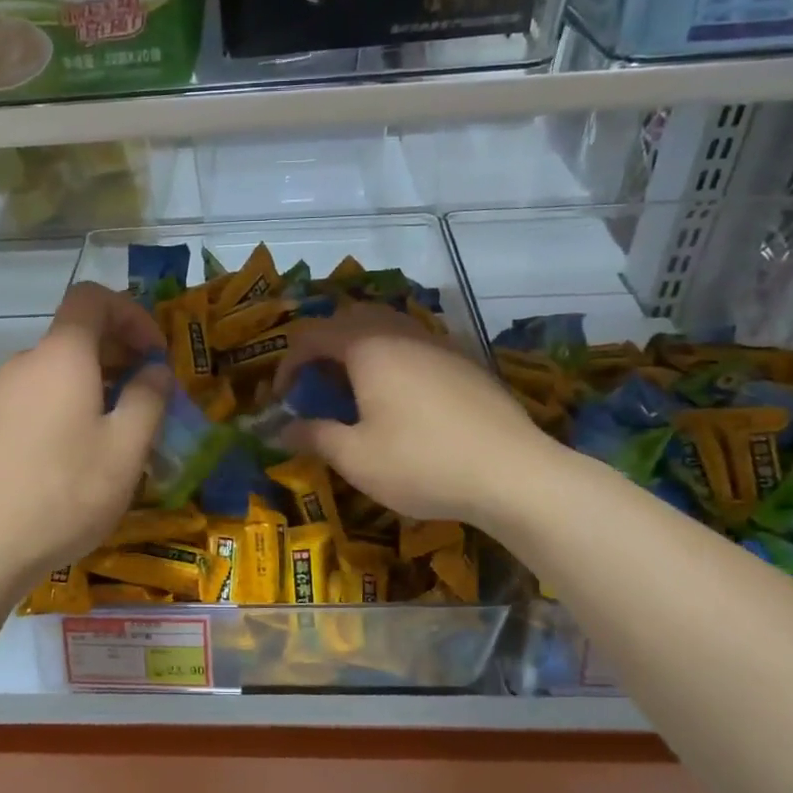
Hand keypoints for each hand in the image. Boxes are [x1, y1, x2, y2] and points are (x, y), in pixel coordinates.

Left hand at [0, 283, 169, 589]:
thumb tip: (155, 370)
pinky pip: (40, 397)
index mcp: (61, 355)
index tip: (155, 353)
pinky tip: (82, 455)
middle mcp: (26, 363)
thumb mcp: (126, 449)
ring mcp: (1, 395)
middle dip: (121, 354)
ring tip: (121, 433)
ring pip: (60, 370)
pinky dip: (70, 406)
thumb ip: (149, 399)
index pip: (93, 297)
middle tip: (150, 397)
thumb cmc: (64, 493)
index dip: (132, 313)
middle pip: (77, 334)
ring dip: (98, 385)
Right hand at [271, 304, 547, 529]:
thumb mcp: (355, 458)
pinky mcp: (465, 362)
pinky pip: (416, 345)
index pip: (312, 335)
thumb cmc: (421, 463)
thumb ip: (313, 436)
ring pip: (388, 328)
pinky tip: (401, 400)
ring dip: (360, 350)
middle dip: (324, 346)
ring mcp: (439, 344)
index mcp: (368, 347)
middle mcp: (402, 333)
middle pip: (351, 318)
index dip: (288, 364)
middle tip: (316, 385)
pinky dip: (393, 360)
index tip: (281, 398)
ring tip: (355, 390)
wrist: (512, 473)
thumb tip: (280, 430)